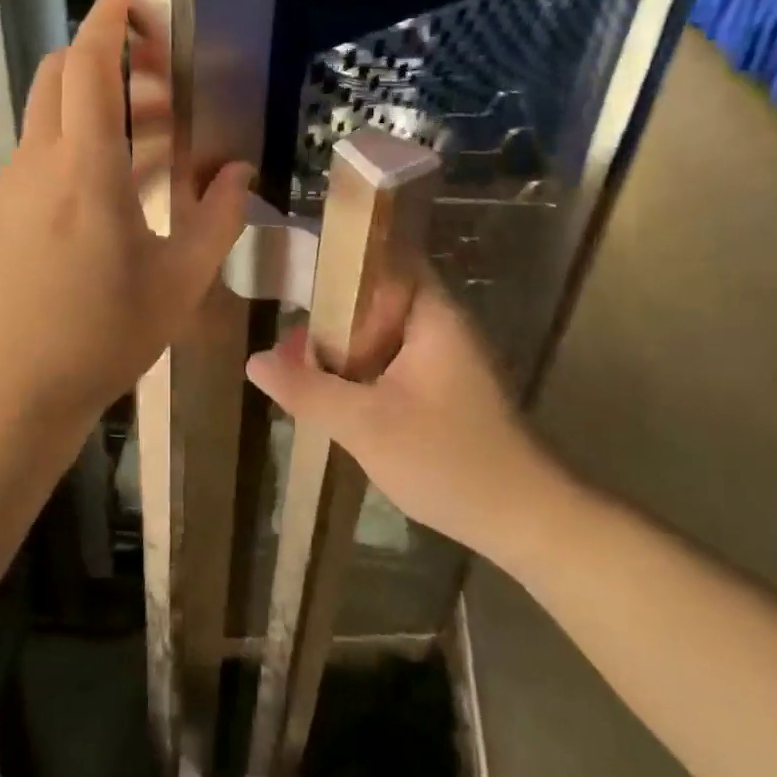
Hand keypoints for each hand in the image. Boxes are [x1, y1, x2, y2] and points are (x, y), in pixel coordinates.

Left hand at [0, 0, 253, 445]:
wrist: (1, 397)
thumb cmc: (98, 341)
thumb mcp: (177, 286)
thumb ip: (216, 221)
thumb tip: (238, 174)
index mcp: (86, 171)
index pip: (92, 66)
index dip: (110, 19)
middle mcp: (38, 164)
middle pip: (61, 76)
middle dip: (107, 55)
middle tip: (159, 77)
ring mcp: (8, 189)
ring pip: (49, 117)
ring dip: (95, 105)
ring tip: (150, 138)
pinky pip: (38, 157)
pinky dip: (74, 145)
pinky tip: (108, 192)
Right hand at [245, 279, 563, 564]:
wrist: (522, 520)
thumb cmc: (447, 460)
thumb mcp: (365, 425)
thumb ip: (307, 390)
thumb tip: (254, 361)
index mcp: (432, 316)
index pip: (388, 257)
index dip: (343, 256)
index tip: (297, 267)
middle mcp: (442, 326)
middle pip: (380, 296)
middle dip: (332, 310)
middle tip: (286, 330)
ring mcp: (445, 359)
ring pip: (384, 334)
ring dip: (344, 344)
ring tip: (297, 360)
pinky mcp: (444, 389)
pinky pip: (393, 362)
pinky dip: (362, 369)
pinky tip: (332, 391)